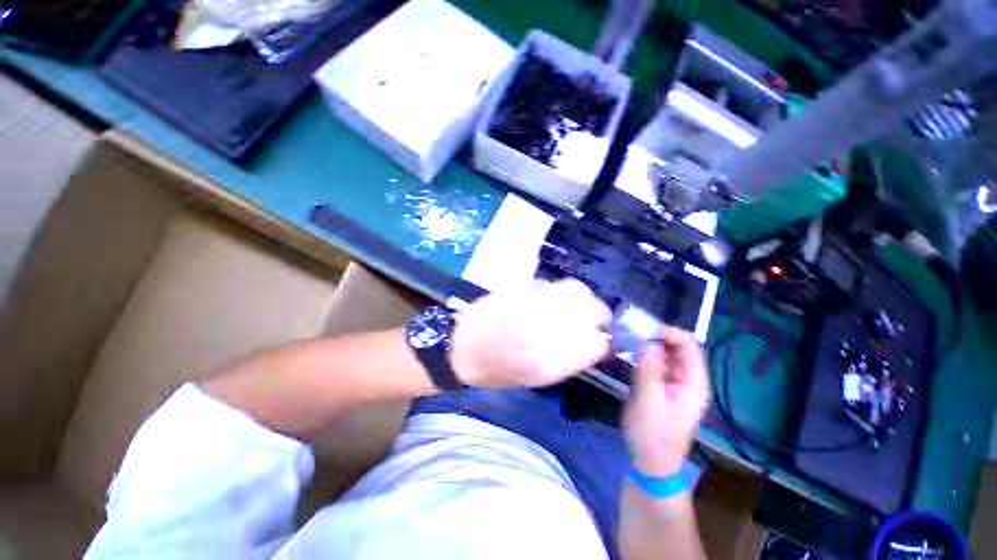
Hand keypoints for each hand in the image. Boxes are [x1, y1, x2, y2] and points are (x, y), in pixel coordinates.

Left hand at [450, 279, 611, 387]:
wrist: (461, 347)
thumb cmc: (498, 369)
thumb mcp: (537, 377)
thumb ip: (570, 359)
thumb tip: (596, 341)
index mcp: (548, 360)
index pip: (596, 342)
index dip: (602, 339)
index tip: (599, 338)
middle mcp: (542, 328)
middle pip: (591, 308)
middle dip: (598, 313)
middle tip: (593, 318)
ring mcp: (531, 303)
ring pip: (574, 289)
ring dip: (581, 297)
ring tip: (574, 304)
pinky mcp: (519, 288)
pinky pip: (550, 284)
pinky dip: (557, 291)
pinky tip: (549, 299)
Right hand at [624, 327, 710, 476]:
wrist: (651, 462)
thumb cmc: (652, 435)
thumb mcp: (648, 402)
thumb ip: (649, 371)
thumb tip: (648, 343)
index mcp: (693, 383)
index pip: (689, 346)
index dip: (669, 333)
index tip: (643, 329)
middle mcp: (688, 380)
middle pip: (678, 348)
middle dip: (656, 337)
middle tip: (631, 333)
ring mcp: (675, 384)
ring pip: (666, 355)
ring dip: (648, 345)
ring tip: (628, 341)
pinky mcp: (663, 388)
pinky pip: (656, 364)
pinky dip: (644, 356)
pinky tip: (629, 355)